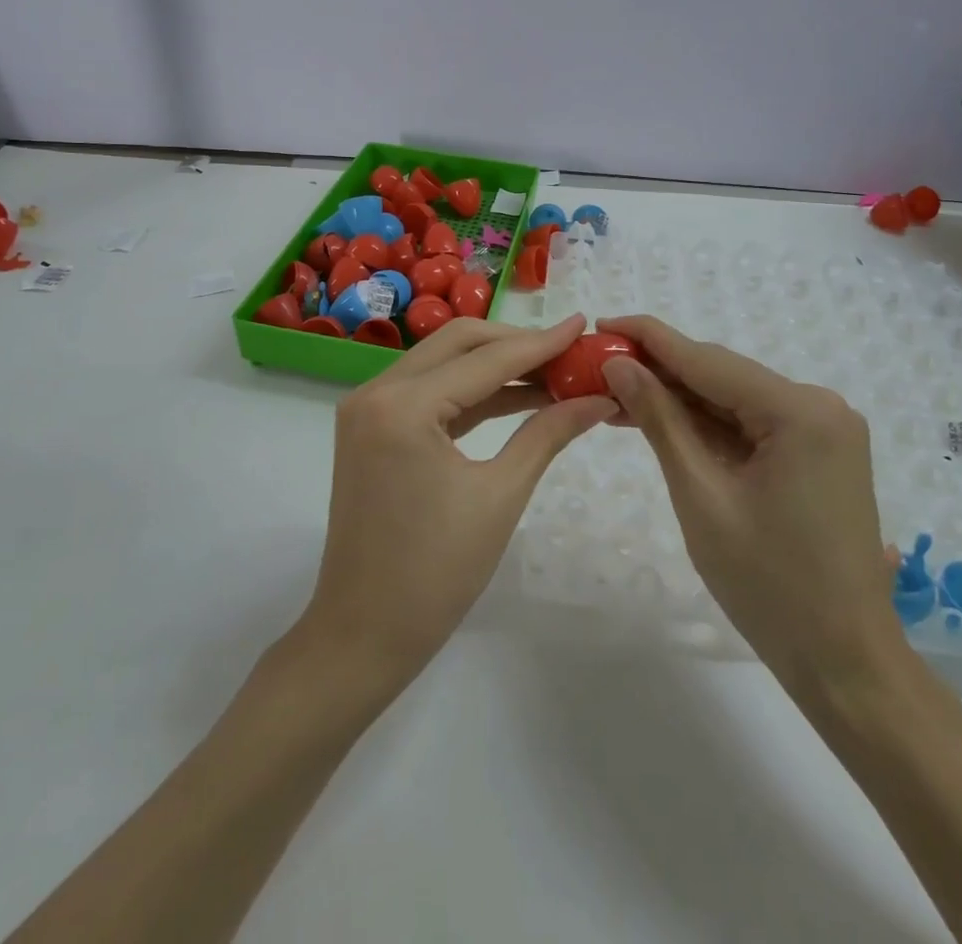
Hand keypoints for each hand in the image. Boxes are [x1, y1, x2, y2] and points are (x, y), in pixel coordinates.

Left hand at [298, 315, 616, 692]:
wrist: (362, 635)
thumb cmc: (435, 574)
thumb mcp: (500, 497)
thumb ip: (548, 434)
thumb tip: (599, 399)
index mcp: (403, 405)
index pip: (486, 359)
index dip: (541, 343)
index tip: (584, 326)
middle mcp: (376, 390)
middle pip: (458, 343)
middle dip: (515, 344)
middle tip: (568, 353)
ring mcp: (367, 408)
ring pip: (442, 363)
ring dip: (494, 365)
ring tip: (553, 374)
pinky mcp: (370, 427)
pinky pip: (427, 393)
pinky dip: (470, 393)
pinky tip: (515, 398)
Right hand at [597, 315, 895, 713]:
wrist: (844, 662)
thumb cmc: (768, 585)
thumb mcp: (701, 496)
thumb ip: (661, 421)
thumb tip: (619, 365)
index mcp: (800, 412)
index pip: (707, 360)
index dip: (650, 338)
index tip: (602, 323)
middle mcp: (819, 406)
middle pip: (722, 376)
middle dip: (660, 371)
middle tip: (598, 366)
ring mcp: (824, 429)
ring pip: (734, 399)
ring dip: (680, 399)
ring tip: (618, 393)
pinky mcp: (819, 451)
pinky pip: (752, 423)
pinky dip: (708, 424)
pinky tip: (665, 421)